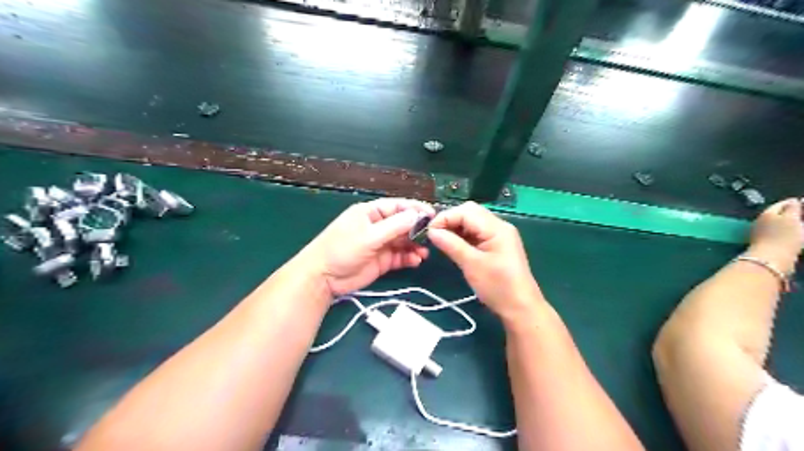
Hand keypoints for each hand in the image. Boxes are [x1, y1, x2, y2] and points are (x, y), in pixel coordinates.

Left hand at [298, 197, 433, 296]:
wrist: (323, 278)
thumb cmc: (341, 250)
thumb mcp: (368, 236)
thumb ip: (394, 226)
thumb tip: (416, 215)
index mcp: (370, 213)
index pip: (397, 207)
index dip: (415, 210)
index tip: (432, 215)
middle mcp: (377, 226)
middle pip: (403, 224)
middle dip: (417, 230)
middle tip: (432, 237)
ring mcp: (380, 244)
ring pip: (403, 241)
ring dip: (415, 245)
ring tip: (424, 252)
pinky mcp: (382, 260)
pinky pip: (400, 256)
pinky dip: (409, 258)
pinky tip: (416, 261)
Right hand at [427, 200, 539, 323]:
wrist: (520, 308)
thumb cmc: (498, 287)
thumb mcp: (472, 265)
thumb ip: (451, 244)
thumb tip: (431, 231)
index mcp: (496, 228)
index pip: (466, 211)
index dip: (445, 218)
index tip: (428, 232)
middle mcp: (498, 226)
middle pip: (470, 212)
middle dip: (449, 220)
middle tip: (434, 235)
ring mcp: (498, 235)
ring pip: (472, 222)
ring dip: (455, 228)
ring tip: (440, 240)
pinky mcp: (496, 245)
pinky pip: (476, 233)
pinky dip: (462, 236)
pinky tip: (452, 245)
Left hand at [748, 198, 803, 270]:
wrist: (771, 258)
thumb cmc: (783, 236)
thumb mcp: (791, 219)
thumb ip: (793, 209)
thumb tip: (793, 200)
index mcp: (766, 213)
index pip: (780, 204)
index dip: (793, 202)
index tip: (802, 201)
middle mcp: (760, 221)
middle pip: (777, 215)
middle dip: (790, 213)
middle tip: (802, 213)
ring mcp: (760, 233)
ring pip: (777, 225)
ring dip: (788, 223)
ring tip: (800, 224)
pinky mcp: (764, 243)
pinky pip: (777, 234)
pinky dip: (785, 232)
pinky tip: (794, 236)